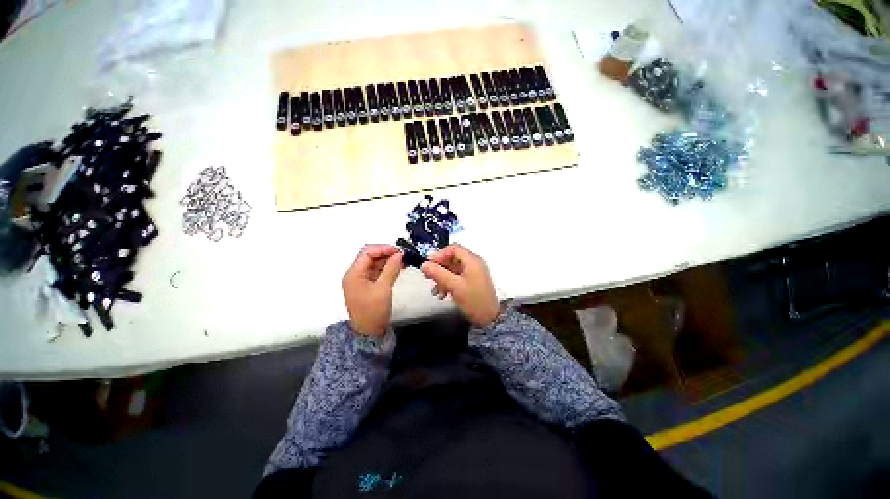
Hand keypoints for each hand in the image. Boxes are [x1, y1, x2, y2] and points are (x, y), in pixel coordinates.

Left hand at [342, 245, 402, 336]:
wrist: (370, 333)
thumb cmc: (373, 311)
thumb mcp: (383, 288)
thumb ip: (391, 268)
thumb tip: (400, 254)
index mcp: (353, 274)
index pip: (367, 252)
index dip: (383, 248)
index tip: (399, 251)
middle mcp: (355, 274)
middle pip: (370, 256)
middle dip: (386, 254)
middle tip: (403, 256)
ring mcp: (361, 280)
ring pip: (375, 263)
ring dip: (388, 260)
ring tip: (403, 261)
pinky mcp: (368, 285)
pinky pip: (377, 272)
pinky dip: (387, 268)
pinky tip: (398, 268)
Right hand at [420, 244, 499, 326]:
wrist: (489, 319)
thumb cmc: (473, 300)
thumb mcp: (454, 286)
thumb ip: (438, 273)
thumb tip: (424, 264)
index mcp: (472, 260)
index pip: (453, 248)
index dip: (439, 254)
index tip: (429, 264)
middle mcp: (473, 263)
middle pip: (452, 258)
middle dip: (439, 267)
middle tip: (428, 276)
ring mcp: (473, 273)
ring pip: (453, 269)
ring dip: (442, 277)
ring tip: (436, 290)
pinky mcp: (472, 282)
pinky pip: (457, 277)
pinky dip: (448, 282)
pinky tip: (443, 294)